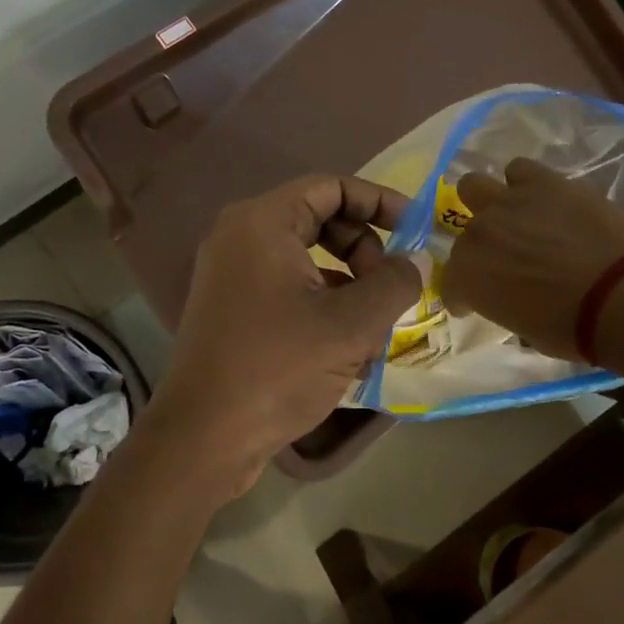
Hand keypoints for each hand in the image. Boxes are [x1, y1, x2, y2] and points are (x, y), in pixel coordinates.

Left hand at [146, 175, 424, 497]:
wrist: (204, 436)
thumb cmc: (278, 368)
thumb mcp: (351, 325)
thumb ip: (395, 283)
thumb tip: (419, 260)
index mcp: (262, 222)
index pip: (331, 187)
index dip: (379, 201)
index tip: (416, 229)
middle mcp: (240, 236)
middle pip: (319, 219)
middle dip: (364, 248)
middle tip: (389, 288)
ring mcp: (231, 273)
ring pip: (307, 257)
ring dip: (348, 282)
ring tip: (373, 328)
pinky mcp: (232, 307)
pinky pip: (288, 286)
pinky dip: (322, 303)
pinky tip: (346, 348)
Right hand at [441, 157, 623, 357]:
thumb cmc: (574, 329)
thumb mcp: (527, 331)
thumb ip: (506, 303)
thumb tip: (513, 297)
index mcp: (468, 275)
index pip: (452, 283)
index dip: (464, 295)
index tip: (475, 304)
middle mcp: (479, 234)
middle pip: (465, 234)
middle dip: (480, 248)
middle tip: (504, 260)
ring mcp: (509, 203)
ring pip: (475, 186)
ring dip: (490, 204)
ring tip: (516, 219)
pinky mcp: (545, 182)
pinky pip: (520, 170)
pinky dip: (525, 184)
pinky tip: (543, 200)